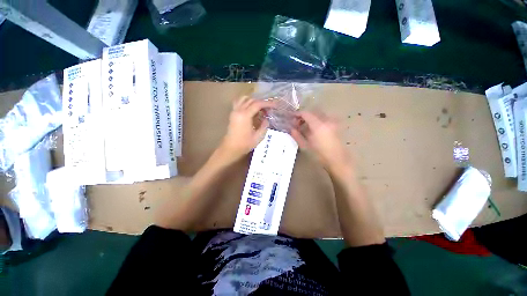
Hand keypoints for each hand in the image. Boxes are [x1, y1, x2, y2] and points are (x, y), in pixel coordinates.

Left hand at [218, 96, 275, 161]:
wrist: (230, 148)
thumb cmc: (244, 144)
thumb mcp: (258, 137)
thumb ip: (264, 126)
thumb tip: (266, 119)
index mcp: (245, 115)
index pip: (258, 104)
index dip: (267, 103)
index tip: (275, 105)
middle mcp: (239, 110)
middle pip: (251, 100)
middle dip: (261, 102)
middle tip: (269, 109)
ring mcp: (234, 111)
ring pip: (244, 99)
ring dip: (253, 101)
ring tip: (260, 108)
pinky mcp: (232, 114)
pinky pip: (239, 102)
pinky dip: (246, 102)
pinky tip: (251, 108)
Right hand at [291, 112, 351, 174]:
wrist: (338, 161)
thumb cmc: (320, 155)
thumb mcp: (306, 146)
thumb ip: (297, 136)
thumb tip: (292, 129)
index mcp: (318, 125)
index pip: (306, 114)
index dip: (298, 114)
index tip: (292, 117)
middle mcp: (326, 120)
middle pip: (313, 112)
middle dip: (304, 116)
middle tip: (298, 122)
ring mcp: (333, 122)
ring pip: (320, 114)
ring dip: (311, 117)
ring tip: (305, 126)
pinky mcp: (337, 126)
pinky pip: (325, 118)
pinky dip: (318, 120)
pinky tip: (315, 128)